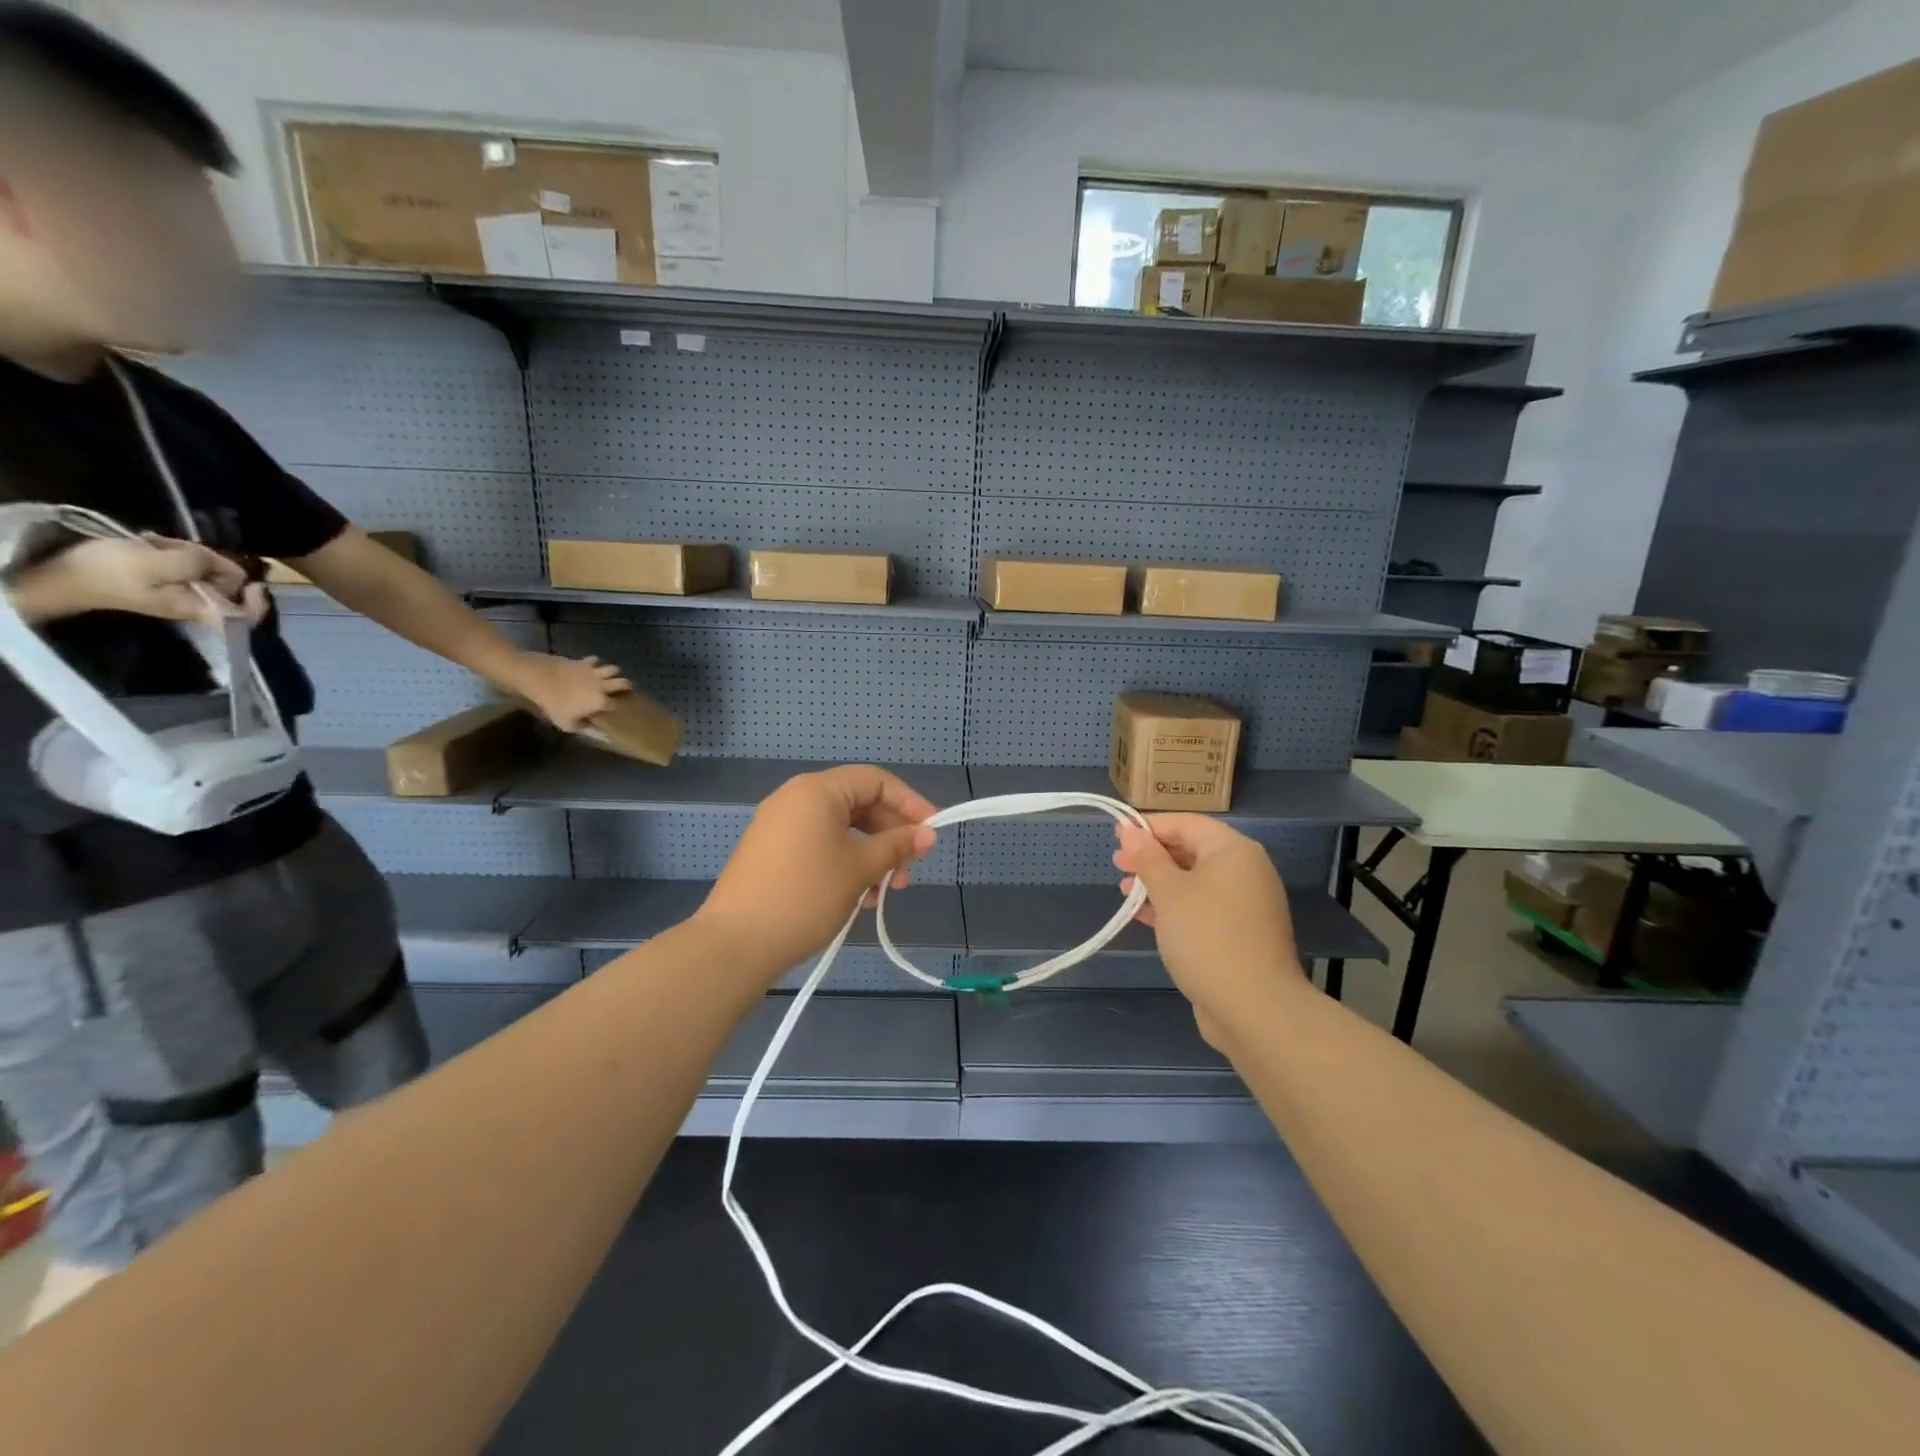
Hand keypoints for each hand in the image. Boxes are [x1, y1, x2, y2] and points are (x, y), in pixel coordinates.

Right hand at [7, 536, 259, 625]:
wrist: (60, 574)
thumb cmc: (109, 571)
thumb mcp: (158, 562)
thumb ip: (199, 564)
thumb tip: (229, 568)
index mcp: (202, 608)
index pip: (247, 614)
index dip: (258, 600)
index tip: (255, 583)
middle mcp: (198, 604)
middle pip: (228, 582)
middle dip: (211, 562)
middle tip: (177, 547)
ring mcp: (183, 592)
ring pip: (207, 570)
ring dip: (189, 553)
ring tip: (158, 543)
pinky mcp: (167, 581)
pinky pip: (186, 565)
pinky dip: (175, 553)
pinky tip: (153, 543)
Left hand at [502, 652, 630, 731]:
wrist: (540, 679)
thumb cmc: (554, 704)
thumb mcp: (566, 724)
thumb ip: (583, 726)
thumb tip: (592, 727)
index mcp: (601, 702)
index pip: (617, 704)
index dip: (617, 707)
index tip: (614, 709)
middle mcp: (603, 686)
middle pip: (624, 683)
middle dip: (625, 687)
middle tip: (620, 691)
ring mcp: (595, 672)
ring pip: (613, 669)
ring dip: (613, 674)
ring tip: (608, 678)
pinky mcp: (584, 661)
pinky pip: (596, 660)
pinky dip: (595, 664)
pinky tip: (591, 668)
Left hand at [697, 765, 937, 977]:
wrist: (736, 944)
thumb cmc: (806, 896)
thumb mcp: (859, 868)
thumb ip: (896, 845)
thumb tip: (927, 834)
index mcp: (817, 790)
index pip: (876, 780)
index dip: (910, 803)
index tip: (932, 833)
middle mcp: (796, 798)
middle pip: (858, 803)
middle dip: (889, 834)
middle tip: (908, 870)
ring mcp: (779, 824)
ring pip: (840, 828)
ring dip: (870, 853)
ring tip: (885, 891)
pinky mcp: (771, 851)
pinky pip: (820, 843)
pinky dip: (845, 861)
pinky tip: (858, 896)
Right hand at [1113, 815, 1304, 1046]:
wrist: (1254, 1008)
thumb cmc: (1207, 937)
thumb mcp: (1169, 892)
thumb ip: (1147, 859)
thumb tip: (1129, 831)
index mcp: (1233, 851)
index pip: (1187, 823)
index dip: (1150, 827)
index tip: (1117, 837)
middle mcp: (1245, 872)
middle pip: (1191, 850)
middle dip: (1152, 857)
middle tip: (1117, 865)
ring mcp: (1245, 905)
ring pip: (1194, 882)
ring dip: (1159, 884)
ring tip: (1126, 893)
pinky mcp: (1240, 934)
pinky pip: (1201, 908)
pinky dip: (1174, 908)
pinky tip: (1145, 917)